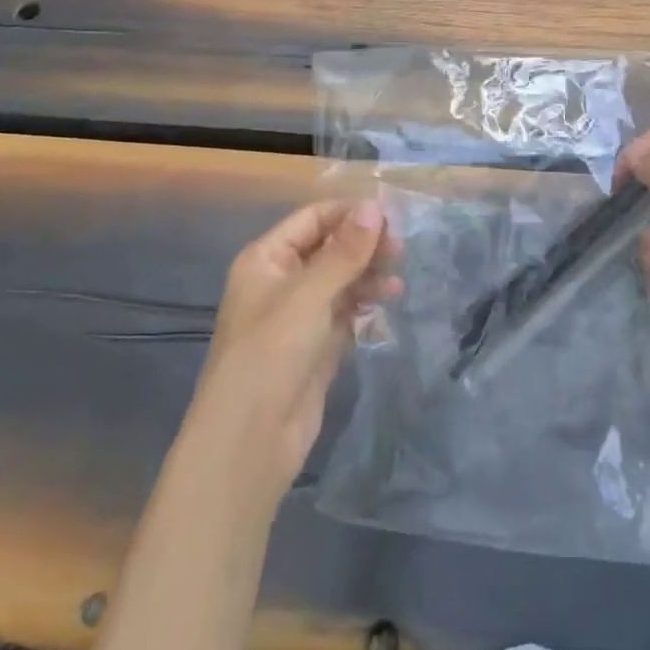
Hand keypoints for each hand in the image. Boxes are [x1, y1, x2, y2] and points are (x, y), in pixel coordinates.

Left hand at [187, 199, 400, 498]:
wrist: (249, 443)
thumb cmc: (271, 354)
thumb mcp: (309, 295)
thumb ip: (345, 251)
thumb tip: (374, 206)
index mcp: (267, 259)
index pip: (313, 219)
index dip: (350, 214)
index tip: (391, 215)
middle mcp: (281, 281)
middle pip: (329, 247)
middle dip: (363, 245)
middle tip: (400, 249)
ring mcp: (299, 315)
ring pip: (340, 279)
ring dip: (368, 274)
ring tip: (397, 282)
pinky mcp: (316, 344)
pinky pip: (345, 310)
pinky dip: (365, 302)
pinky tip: (388, 301)